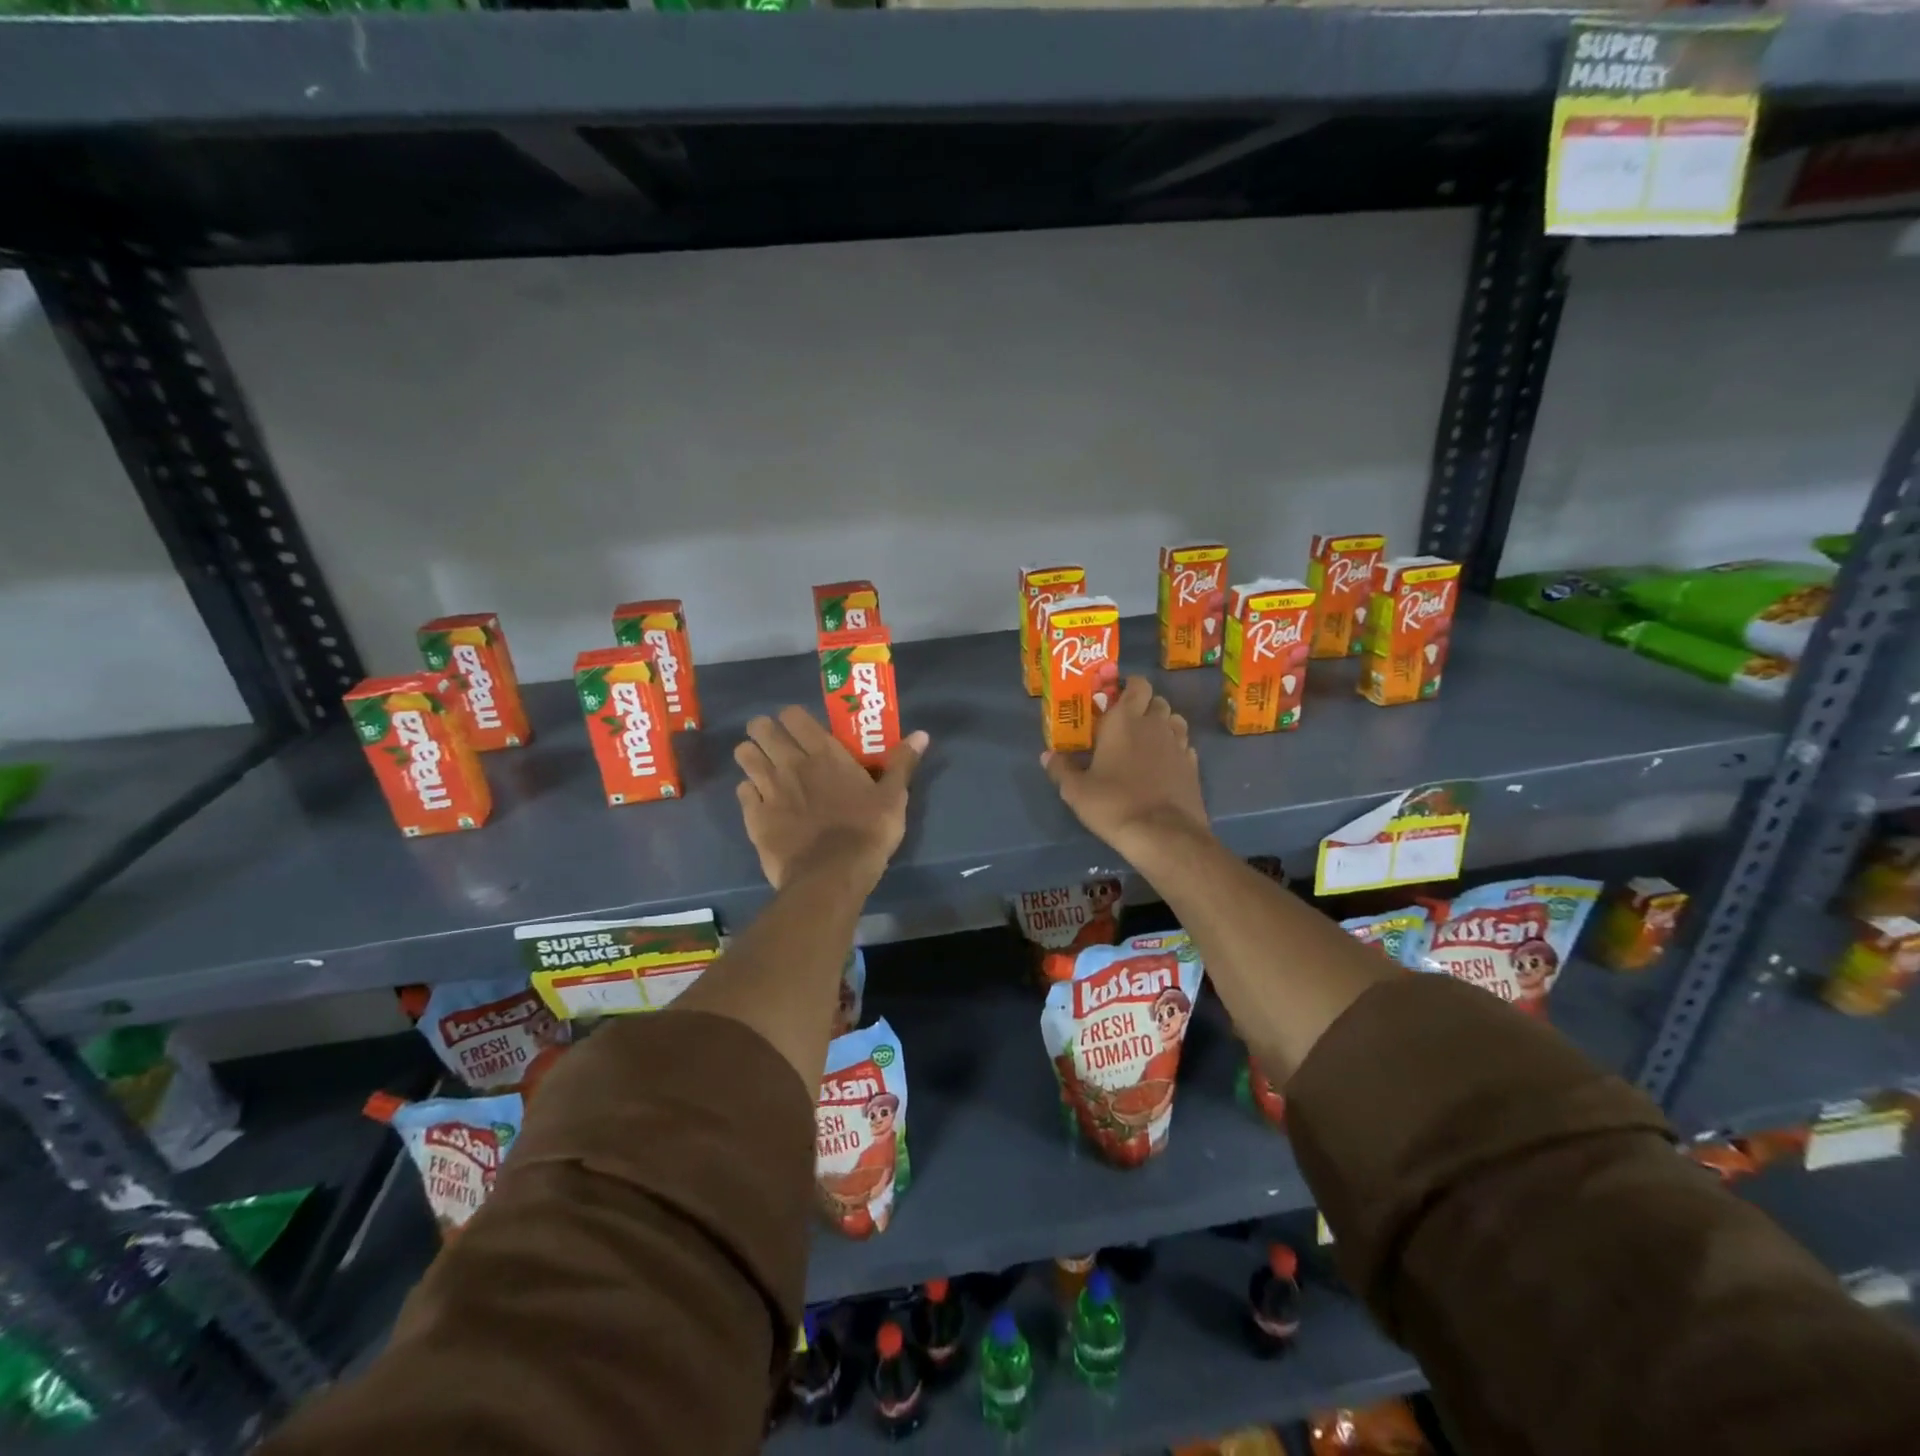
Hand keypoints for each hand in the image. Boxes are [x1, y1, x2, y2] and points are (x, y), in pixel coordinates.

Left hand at [734, 707, 927, 890]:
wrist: (831, 876)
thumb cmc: (867, 832)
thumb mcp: (894, 797)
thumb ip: (902, 763)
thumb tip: (922, 734)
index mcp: (824, 754)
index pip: (793, 715)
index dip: (792, 717)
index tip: (801, 728)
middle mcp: (791, 763)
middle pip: (761, 729)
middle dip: (764, 730)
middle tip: (777, 744)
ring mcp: (768, 789)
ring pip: (744, 755)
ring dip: (751, 756)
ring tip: (763, 768)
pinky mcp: (754, 817)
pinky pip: (742, 792)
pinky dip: (749, 792)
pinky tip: (760, 801)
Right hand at [1043, 676, 1208, 862]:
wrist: (1163, 834)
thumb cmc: (1113, 804)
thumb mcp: (1076, 791)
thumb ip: (1061, 769)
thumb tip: (1047, 755)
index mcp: (1124, 720)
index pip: (1136, 685)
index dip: (1128, 687)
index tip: (1114, 699)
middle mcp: (1155, 725)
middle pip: (1157, 701)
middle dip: (1144, 706)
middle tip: (1126, 725)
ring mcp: (1179, 744)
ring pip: (1175, 720)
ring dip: (1163, 725)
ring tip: (1146, 743)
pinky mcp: (1193, 766)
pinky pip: (1185, 745)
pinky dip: (1175, 748)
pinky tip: (1163, 765)